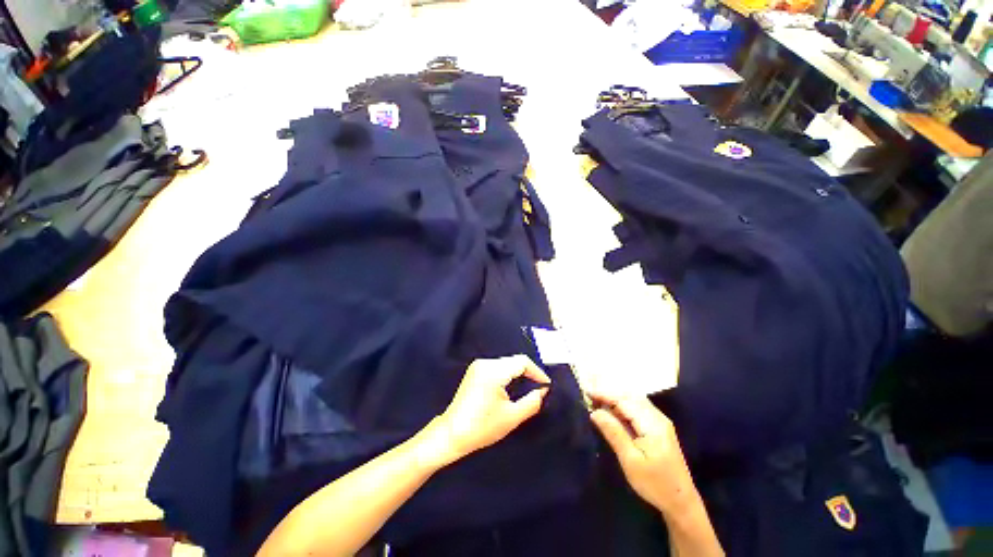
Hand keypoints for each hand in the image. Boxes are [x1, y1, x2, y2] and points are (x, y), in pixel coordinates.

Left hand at [417, 355, 549, 467]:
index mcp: (494, 371)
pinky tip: (512, 387)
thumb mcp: (512, 417)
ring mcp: (478, 366)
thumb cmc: (482, 427)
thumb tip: (543, 390)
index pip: (522, 362)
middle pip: (514, 361)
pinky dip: (507, 374)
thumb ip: (532, 401)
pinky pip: (497, 367)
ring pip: (506, 363)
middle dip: (528, 373)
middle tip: (539, 388)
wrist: (452, 434)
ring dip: (518, 373)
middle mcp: (486, 363)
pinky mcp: (474, 371)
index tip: (547, 385)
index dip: (537, 372)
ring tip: (528, 387)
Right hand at [588, 391, 697, 515]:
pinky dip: (623, 405)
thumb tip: (595, 412)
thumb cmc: (655, 484)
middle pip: (630, 396)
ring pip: (634, 400)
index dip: (604, 394)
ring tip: (597, 401)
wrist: (681, 502)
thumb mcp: (630, 461)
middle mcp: (657, 417)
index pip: (624, 401)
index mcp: (652, 424)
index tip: (586, 392)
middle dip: (609, 393)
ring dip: (615, 398)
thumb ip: (614, 433)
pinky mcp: (658, 427)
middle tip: (589, 396)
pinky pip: (637, 407)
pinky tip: (613, 411)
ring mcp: (659, 421)